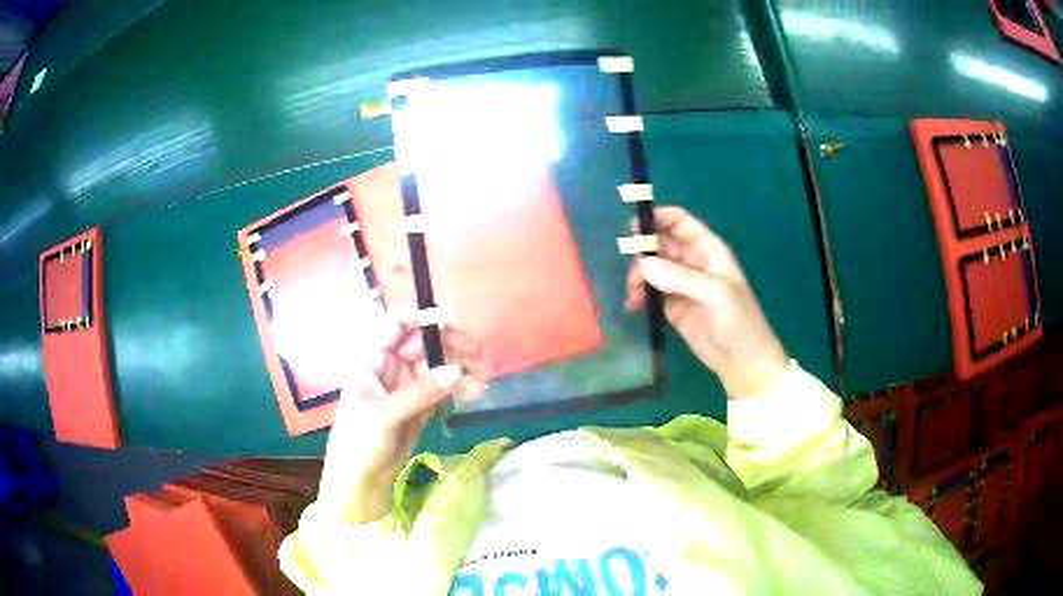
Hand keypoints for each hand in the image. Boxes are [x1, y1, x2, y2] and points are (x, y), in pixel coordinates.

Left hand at [317, 316, 484, 522]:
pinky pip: (444, 390)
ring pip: (438, 367)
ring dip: (460, 367)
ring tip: (483, 375)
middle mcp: (391, 367)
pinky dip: (460, 389)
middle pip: (424, 343)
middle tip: (477, 349)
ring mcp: (408, 387)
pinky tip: (476, 392)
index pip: (396, 324)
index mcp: (373, 359)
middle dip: (450, 343)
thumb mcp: (385, 414)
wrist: (359, 480)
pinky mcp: (422, 406)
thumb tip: (457, 372)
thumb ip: (421, 392)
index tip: (450, 320)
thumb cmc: (359, 440)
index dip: (421, 316)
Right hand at [626, 206, 787, 398]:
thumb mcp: (715, 294)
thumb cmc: (738, 321)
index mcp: (707, 250)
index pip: (679, 222)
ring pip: (652, 268)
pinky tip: (633, 306)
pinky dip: (639, 295)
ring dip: (639, 276)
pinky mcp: (672, 306)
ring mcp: (681, 285)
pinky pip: (650, 292)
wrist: (742, 361)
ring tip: (634, 294)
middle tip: (634, 271)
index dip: (657, 219)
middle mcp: (692, 262)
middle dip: (643, 252)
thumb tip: (644, 265)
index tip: (634, 230)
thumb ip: (680, 277)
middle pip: (661, 244)